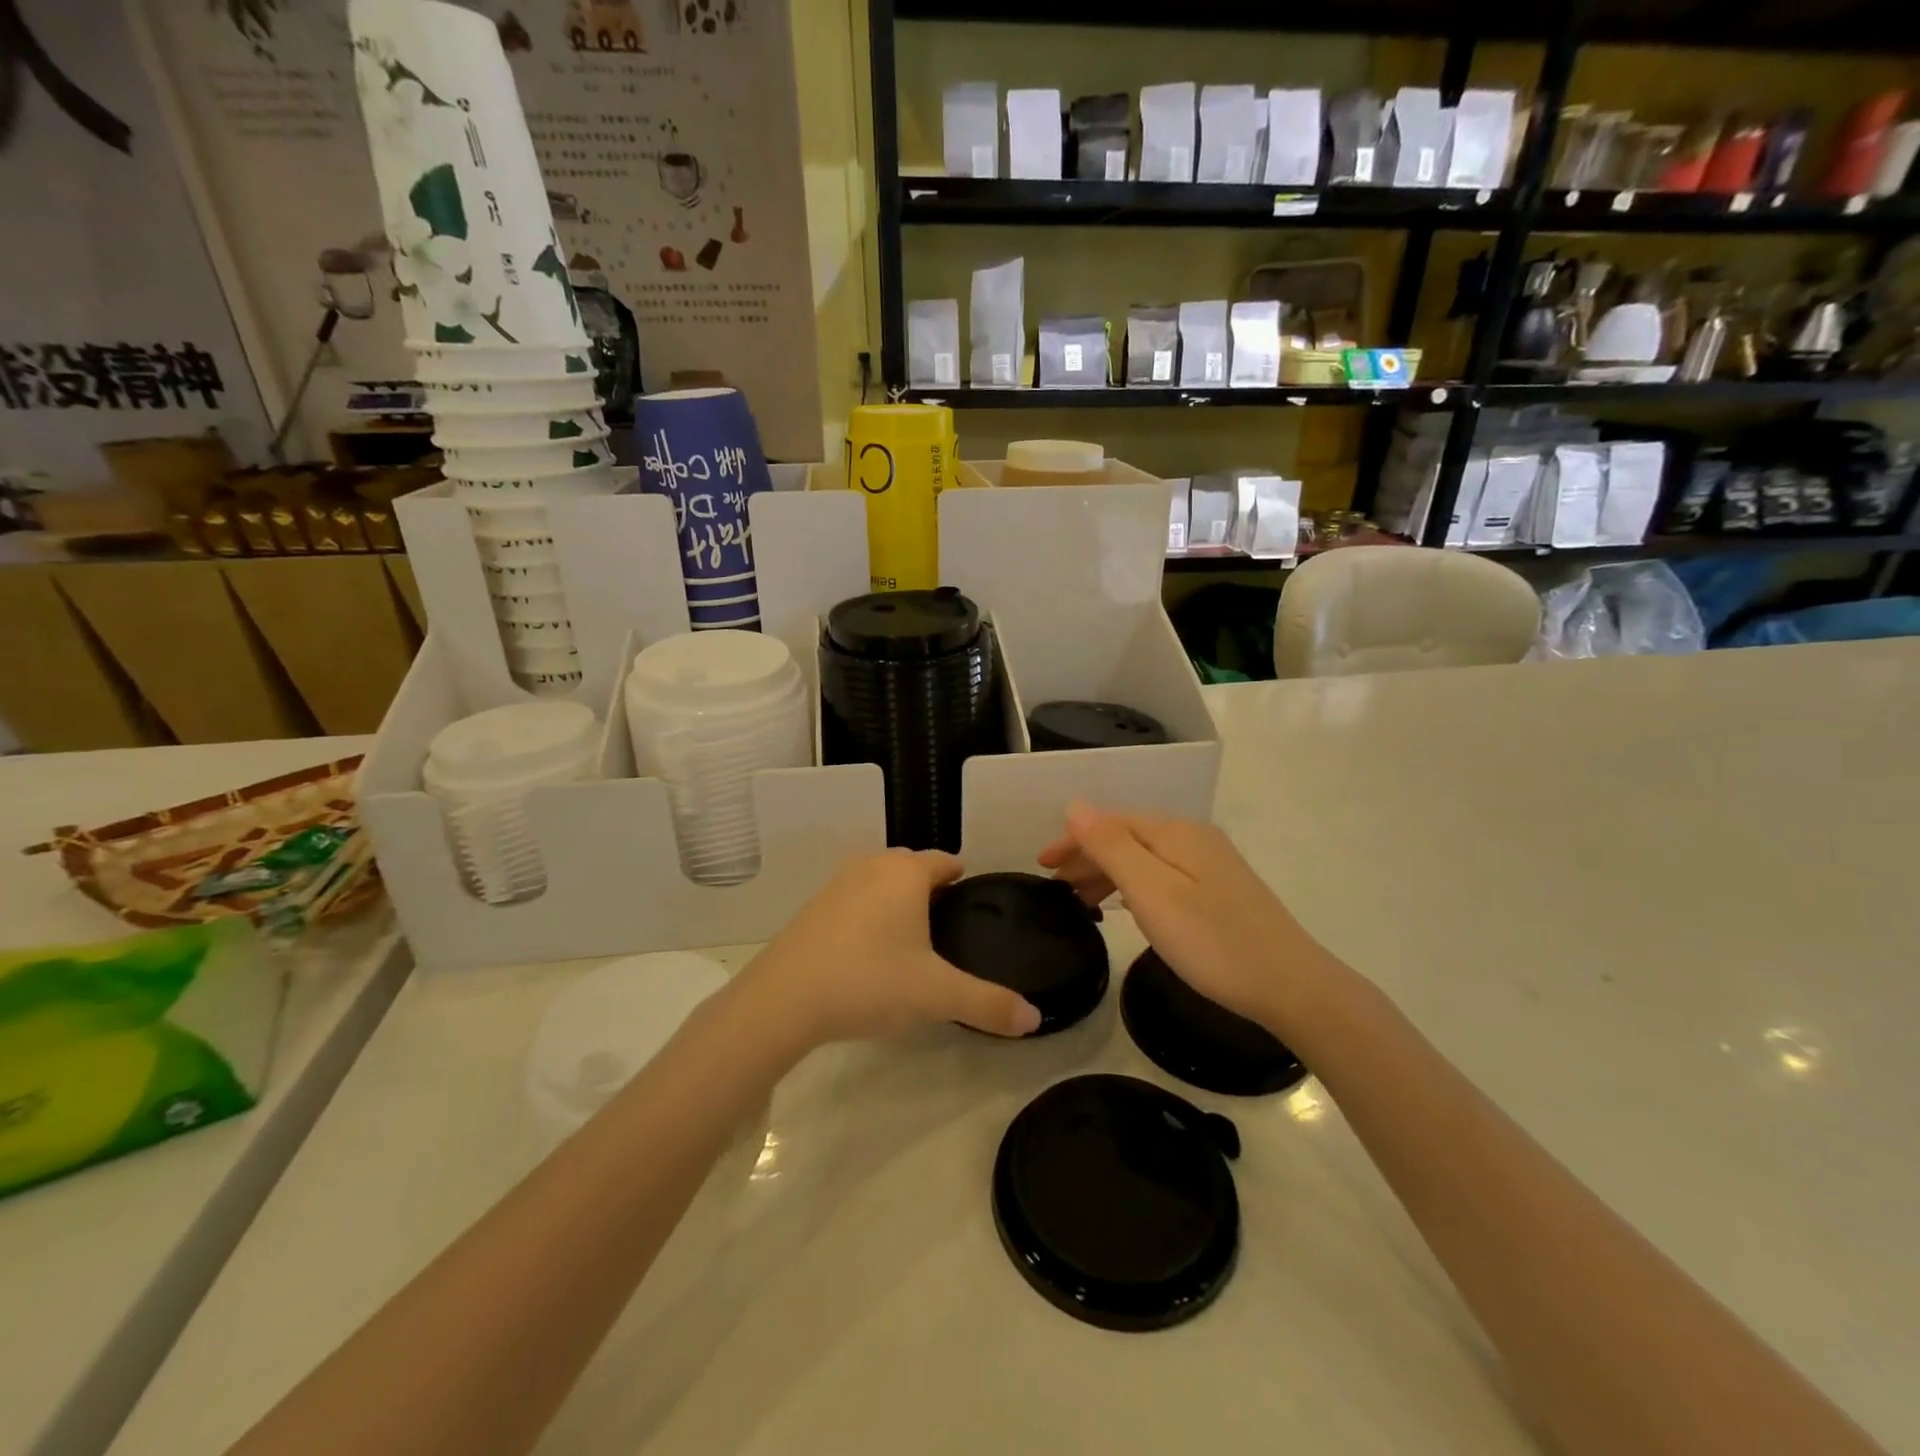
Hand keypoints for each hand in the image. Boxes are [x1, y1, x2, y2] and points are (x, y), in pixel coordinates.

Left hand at [736, 849, 1041, 1047]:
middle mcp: (872, 865)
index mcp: (907, 873)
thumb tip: (1035, 1019)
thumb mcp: (936, 996)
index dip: (964, 881)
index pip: (947, 861)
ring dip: (897, 902)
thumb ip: (988, 1004)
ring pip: (881, 882)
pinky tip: (869, 952)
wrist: (783, 999)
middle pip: (913, 868)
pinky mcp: (813, 906)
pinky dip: (868, 914)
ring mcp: (837, 883)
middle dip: (932, 891)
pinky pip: (854, 899)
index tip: (974, 907)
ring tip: (912, 943)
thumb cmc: (869, 982)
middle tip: (948, 931)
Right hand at [1037, 803, 1328, 1034]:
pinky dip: (1133, 887)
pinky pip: (1162, 876)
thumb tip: (1076, 805)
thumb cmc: (1211, 941)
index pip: (1110, 821)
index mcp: (1175, 832)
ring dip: (1108, 873)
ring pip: (1145, 858)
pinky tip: (1126, 908)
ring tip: (1080, 902)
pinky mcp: (1220, 891)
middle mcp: (1193, 838)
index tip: (1042, 866)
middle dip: (1087, 856)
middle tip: (1055, 888)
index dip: (1073, 840)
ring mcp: (1211, 864)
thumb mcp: (1151, 892)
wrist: (1290, 986)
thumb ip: (1111, 846)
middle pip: (1127, 836)